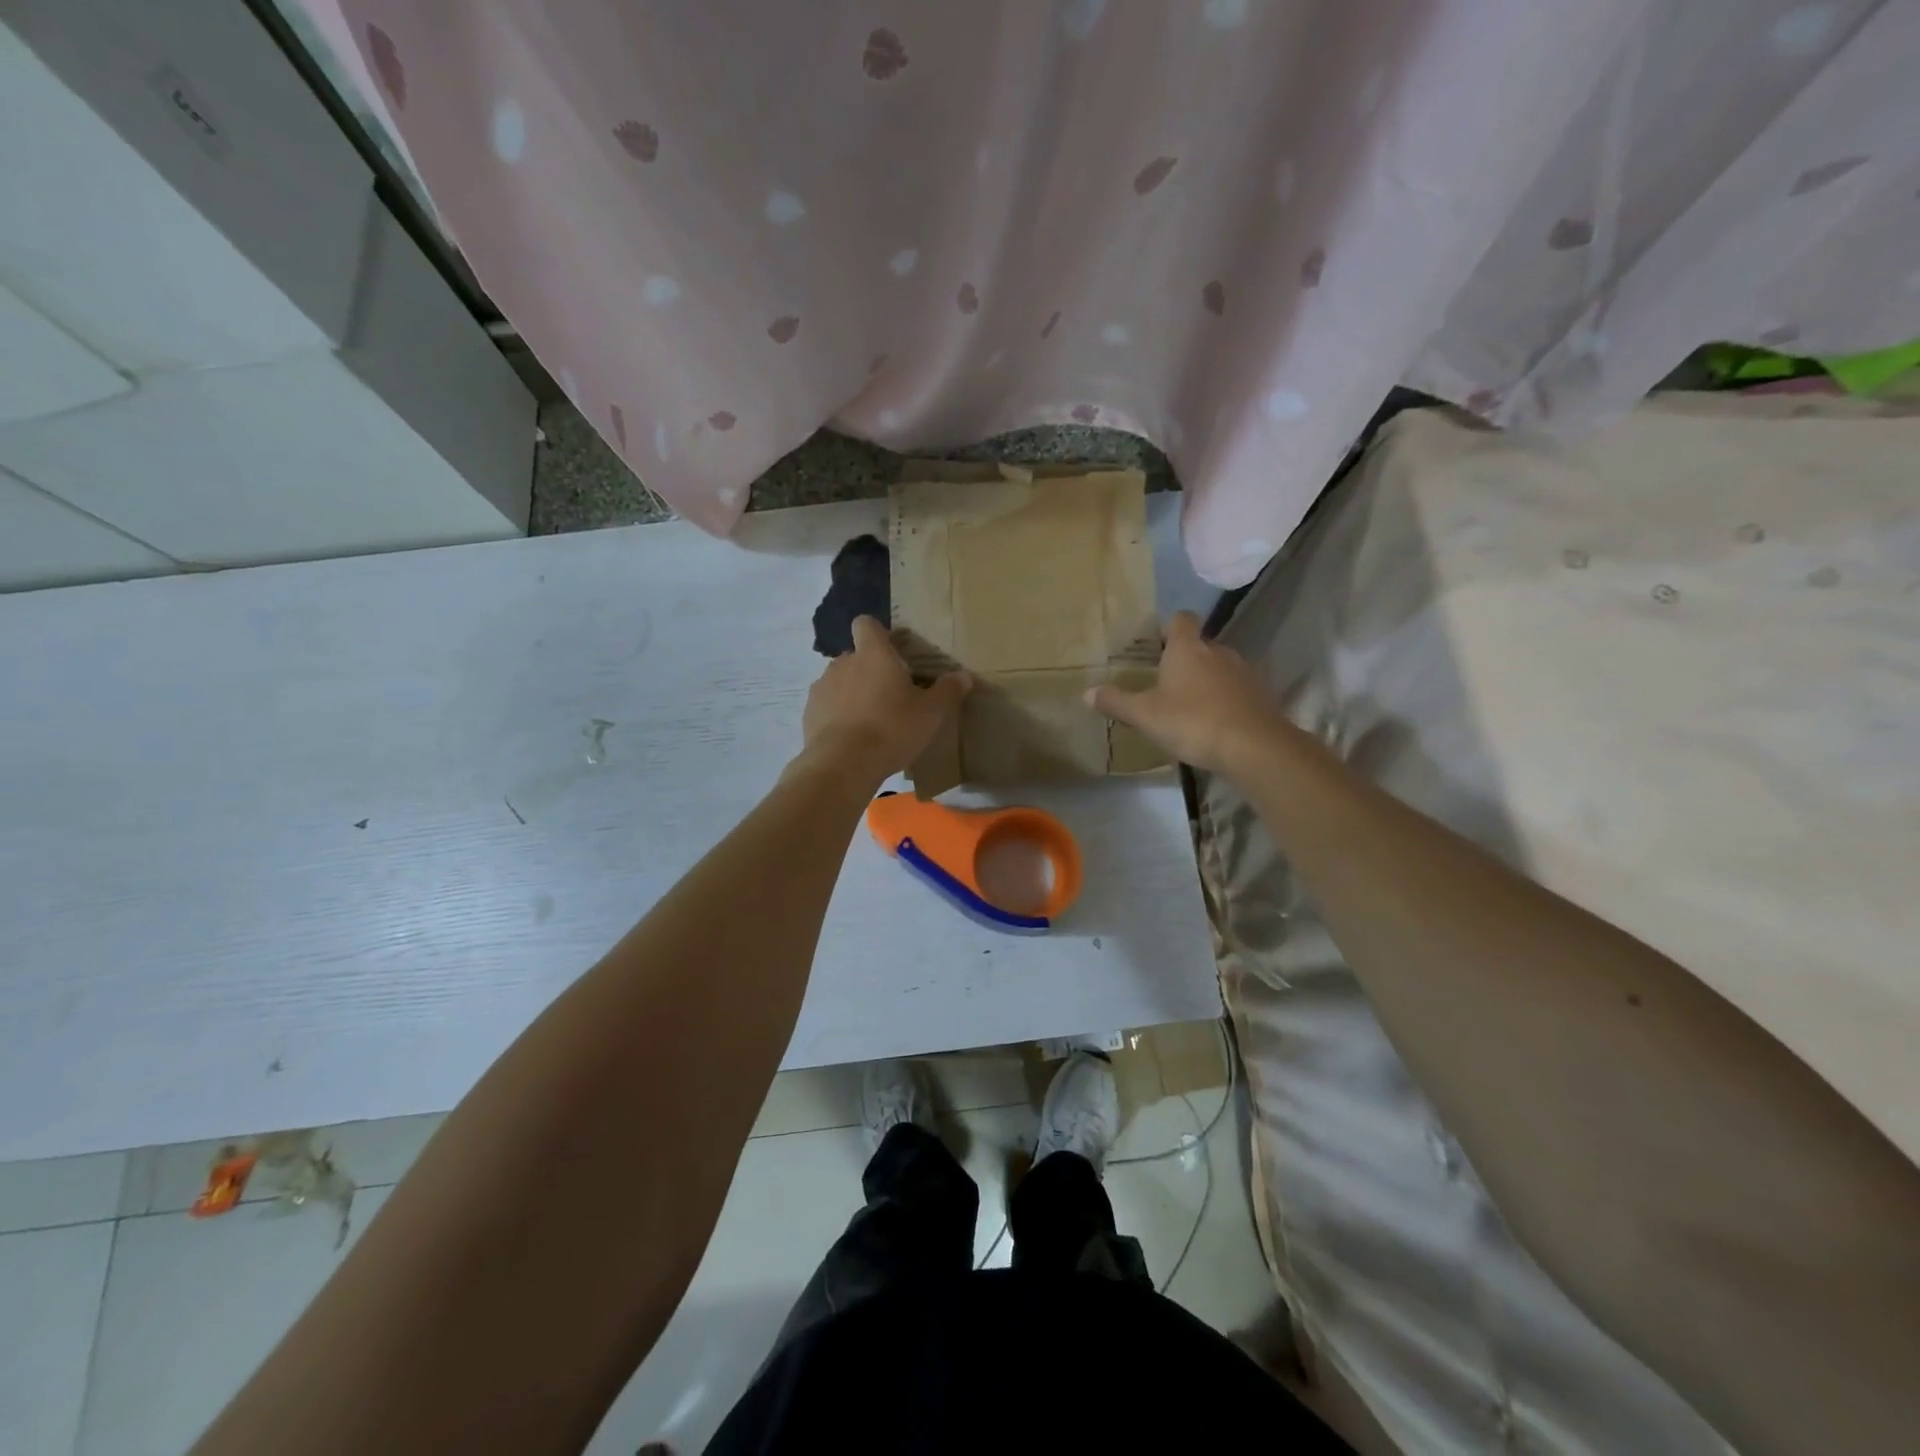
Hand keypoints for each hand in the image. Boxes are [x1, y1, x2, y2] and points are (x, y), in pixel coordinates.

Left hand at [798, 616, 970, 785]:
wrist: (843, 764)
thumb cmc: (892, 728)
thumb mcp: (931, 713)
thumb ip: (948, 691)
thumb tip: (964, 676)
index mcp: (873, 654)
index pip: (866, 624)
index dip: (878, 633)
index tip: (892, 652)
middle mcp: (843, 663)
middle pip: (855, 656)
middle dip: (870, 671)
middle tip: (891, 697)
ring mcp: (822, 687)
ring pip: (840, 682)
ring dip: (853, 694)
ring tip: (871, 722)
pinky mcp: (809, 714)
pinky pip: (827, 707)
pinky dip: (838, 716)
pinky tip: (852, 739)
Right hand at [1085, 611, 1284, 774]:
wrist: (1253, 746)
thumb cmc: (1192, 721)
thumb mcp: (1145, 715)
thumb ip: (1116, 702)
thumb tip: (1087, 692)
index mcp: (1187, 648)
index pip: (1181, 619)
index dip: (1169, 627)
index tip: (1157, 644)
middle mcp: (1217, 651)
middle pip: (1200, 644)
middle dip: (1185, 659)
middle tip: (1165, 682)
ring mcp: (1244, 671)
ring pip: (1220, 666)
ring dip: (1206, 679)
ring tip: (1189, 705)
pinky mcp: (1261, 694)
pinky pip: (1237, 689)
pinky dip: (1225, 699)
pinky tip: (1214, 722)